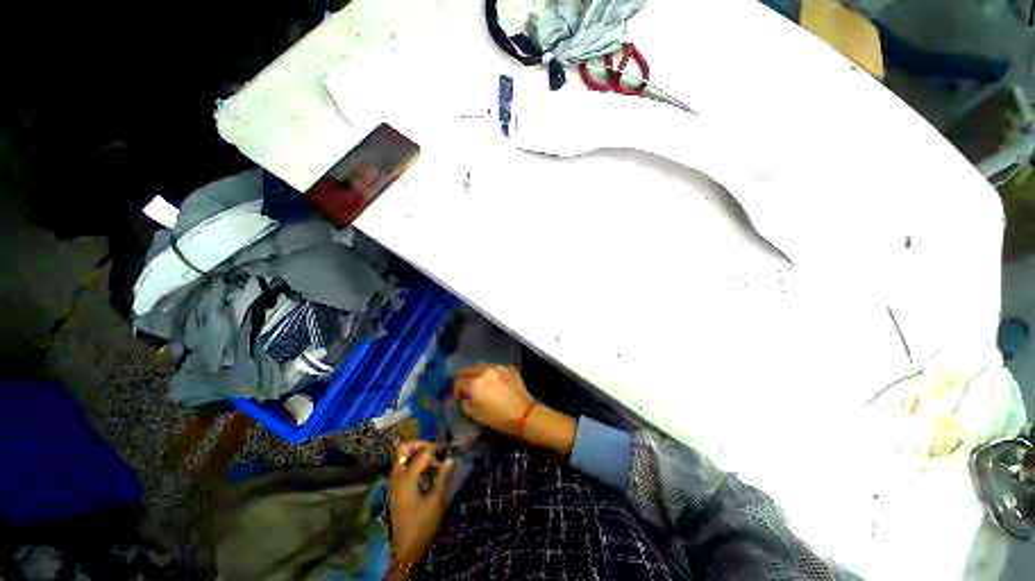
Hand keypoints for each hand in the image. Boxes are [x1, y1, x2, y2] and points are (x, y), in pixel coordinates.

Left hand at [389, 440, 455, 574]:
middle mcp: (397, 477)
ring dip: (416, 453)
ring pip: (402, 457)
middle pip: (405, 450)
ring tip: (432, 458)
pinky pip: (402, 467)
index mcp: (406, 478)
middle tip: (437, 450)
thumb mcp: (436, 499)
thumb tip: (451, 458)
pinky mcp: (395, 489)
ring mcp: (394, 483)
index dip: (436, 451)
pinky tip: (426, 469)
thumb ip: (442, 476)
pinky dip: (413, 463)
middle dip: (421, 445)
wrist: (407, 549)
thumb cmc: (423, 524)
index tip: (447, 453)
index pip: (422, 453)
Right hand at [453, 365, 533, 437]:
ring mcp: (498, 367)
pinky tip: (494, 381)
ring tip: (478, 382)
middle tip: (463, 387)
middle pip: (467, 369)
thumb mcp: (475, 414)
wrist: (524, 413)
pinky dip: (491, 373)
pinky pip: (495, 368)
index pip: (458, 381)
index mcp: (474, 382)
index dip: (454, 390)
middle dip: (463, 378)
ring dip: (476, 373)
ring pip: (481, 366)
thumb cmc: (498, 418)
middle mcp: (485, 370)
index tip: (456, 397)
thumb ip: (465, 403)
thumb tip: (465, 398)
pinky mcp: (509, 368)